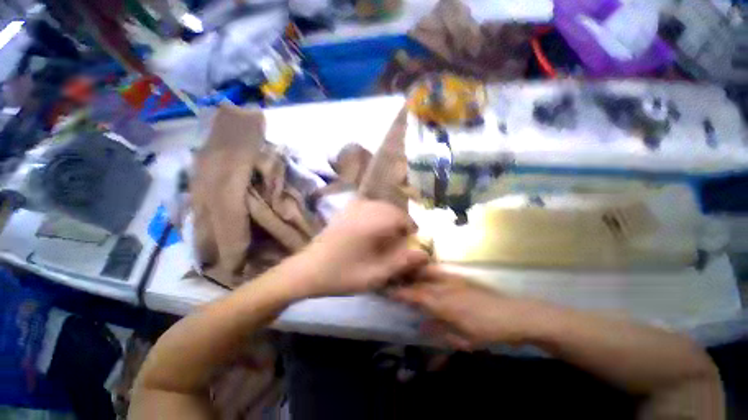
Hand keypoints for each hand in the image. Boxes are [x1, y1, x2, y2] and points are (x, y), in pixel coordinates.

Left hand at [290, 199, 428, 297]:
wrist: (307, 270)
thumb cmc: (342, 275)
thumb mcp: (375, 275)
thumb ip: (401, 263)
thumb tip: (424, 253)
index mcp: (372, 222)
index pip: (402, 217)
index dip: (410, 230)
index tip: (409, 244)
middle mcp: (364, 209)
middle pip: (393, 209)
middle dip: (400, 224)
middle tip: (398, 242)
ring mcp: (352, 207)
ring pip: (381, 206)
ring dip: (389, 219)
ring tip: (386, 237)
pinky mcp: (345, 210)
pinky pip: (369, 206)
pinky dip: (376, 215)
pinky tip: (371, 230)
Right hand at [392, 266, 544, 349]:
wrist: (516, 315)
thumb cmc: (489, 331)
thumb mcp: (464, 338)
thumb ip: (440, 331)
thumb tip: (422, 326)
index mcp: (445, 304)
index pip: (416, 296)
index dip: (401, 293)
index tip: (388, 291)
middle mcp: (446, 288)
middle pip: (420, 282)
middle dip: (405, 281)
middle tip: (393, 279)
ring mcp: (454, 280)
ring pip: (428, 273)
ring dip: (415, 273)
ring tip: (404, 273)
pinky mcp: (462, 277)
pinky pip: (440, 272)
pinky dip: (429, 272)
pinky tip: (426, 273)